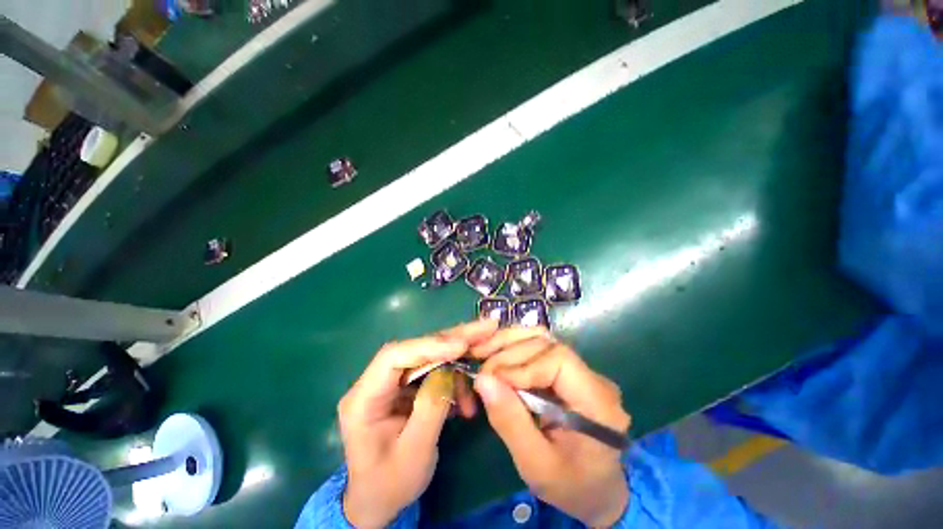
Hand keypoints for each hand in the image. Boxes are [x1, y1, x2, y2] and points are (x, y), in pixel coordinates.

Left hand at [338, 319, 497, 526]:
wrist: (379, 502)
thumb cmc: (390, 484)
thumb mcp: (414, 453)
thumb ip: (431, 408)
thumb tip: (449, 372)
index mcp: (364, 398)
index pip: (394, 356)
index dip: (429, 345)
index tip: (461, 346)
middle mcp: (376, 382)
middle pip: (416, 349)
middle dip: (452, 339)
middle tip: (484, 329)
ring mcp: (392, 383)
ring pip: (429, 357)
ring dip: (458, 361)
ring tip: (483, 365)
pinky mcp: (406, 388)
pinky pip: (433, 373)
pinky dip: (454, 380)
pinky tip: (467, 398)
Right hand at [470, 327, 630, 527]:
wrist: (596, 490)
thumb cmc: (571, 485)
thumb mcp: (537, 466)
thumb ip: (511, 422)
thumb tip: (483, 380)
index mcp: (597, 401)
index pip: (559, 360)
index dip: (523, 366)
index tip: (494, 381)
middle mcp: (593, 376)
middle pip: (547, 344)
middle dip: (509, 353)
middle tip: (482, 371)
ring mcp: (580, 369)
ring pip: (541, 339)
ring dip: (508, 343)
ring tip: (482, 353)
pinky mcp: (567, 369)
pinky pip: (538, 347)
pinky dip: (513, 347)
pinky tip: (496, 355)